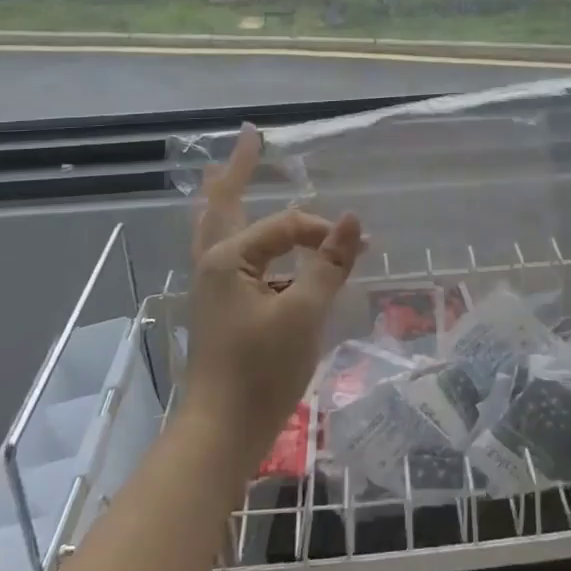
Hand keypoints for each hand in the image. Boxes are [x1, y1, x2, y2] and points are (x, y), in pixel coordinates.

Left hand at [184, 126, 364, 474]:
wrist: (221, 434)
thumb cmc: (260, 371)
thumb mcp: (304, 314)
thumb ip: (329, 264)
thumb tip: (355, 219)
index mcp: (228, 258)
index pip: (286, 227)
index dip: (323, 233)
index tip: (358, 248)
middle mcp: (213, 263)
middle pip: (223, 202)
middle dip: (238, 168)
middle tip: (249, 135)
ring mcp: (212, 286)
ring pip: (218, 226)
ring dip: (228, 196)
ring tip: (231, 170)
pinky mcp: (220, 306)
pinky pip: (228, 253)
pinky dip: (240, 232)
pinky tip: (251, 235)